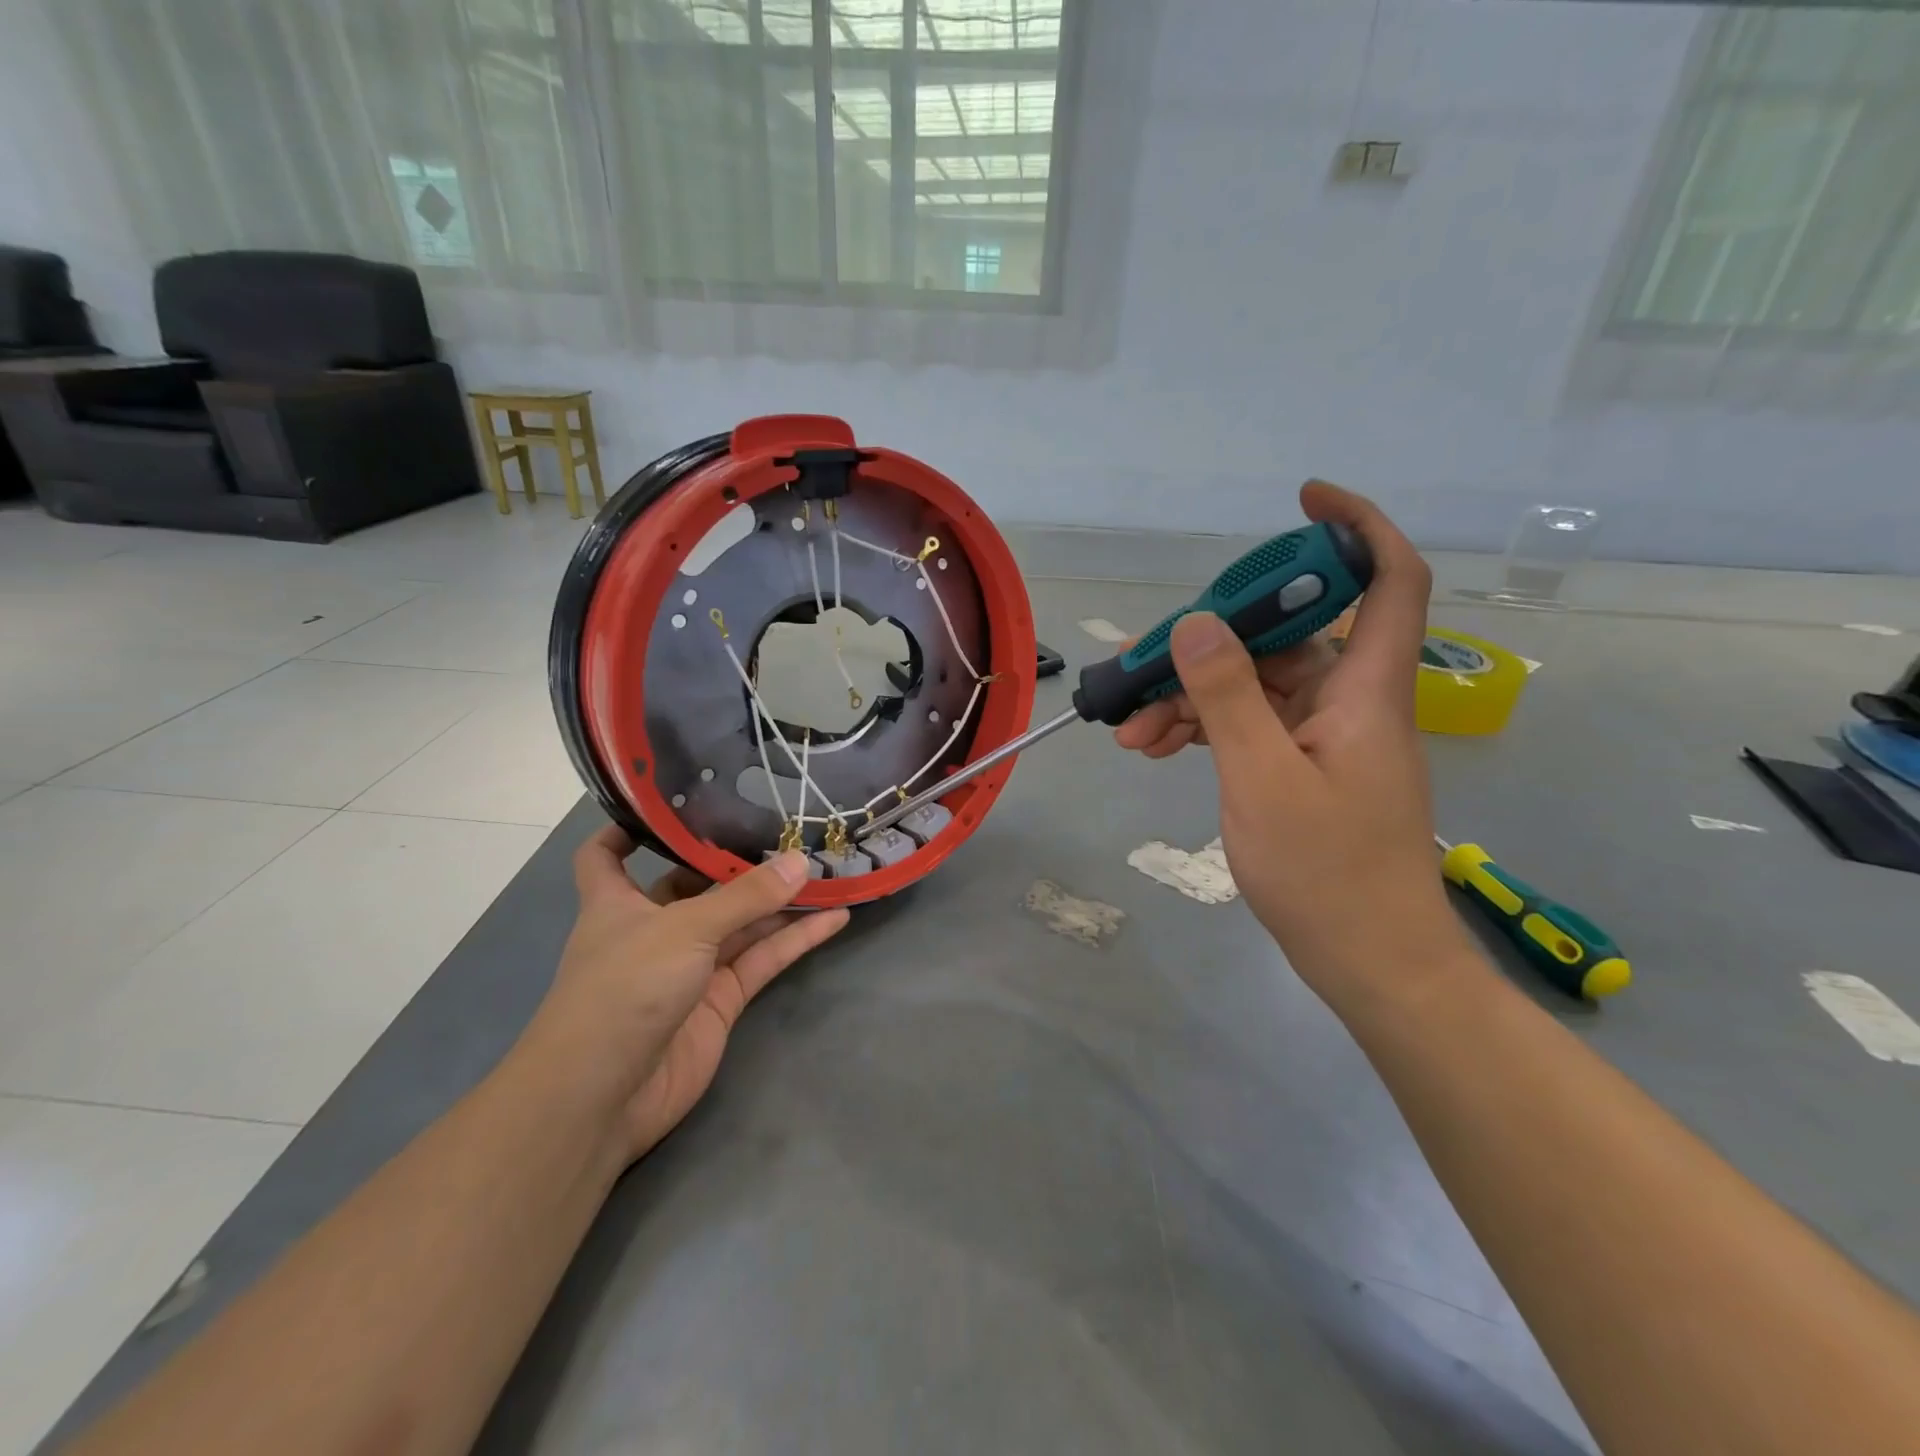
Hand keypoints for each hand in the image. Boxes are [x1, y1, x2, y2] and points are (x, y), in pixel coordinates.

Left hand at [528, 828, 848, 1164]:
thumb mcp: (684, 928)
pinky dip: (796, 940)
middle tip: (787, 827)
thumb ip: (746, 896)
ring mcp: (690, 966)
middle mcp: (653, 929)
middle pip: (696, 884)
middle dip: (736, 860)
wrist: (604, 1097)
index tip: (669, 801)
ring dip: (780, 900)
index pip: (606, 855)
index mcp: (616, 903)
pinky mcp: (721, 1000)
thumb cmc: (623, 989)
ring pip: (741, 922)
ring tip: (826, 867)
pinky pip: (763, 959)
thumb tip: (800, 861)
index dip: (628, 827)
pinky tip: (836, 917)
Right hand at [1117, 481, 1471, 1009]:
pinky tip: (1154, 750)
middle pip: (1286, 636)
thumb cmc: (1326, 872)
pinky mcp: (1303, 767)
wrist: (1370, 962)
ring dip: (1192, 699)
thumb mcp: (1262, 778)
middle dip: (1211, 645)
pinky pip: (1250, 726)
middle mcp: (1350, 700)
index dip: (1355, 528)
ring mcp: (1325, 736)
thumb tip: (1196, 623)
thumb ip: (1227, 697)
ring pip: (1255, 686)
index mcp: (1365, 689)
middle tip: (1146, 665)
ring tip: (1132, 731)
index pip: (1387, 579)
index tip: (1301, 502)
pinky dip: (1204, 731)